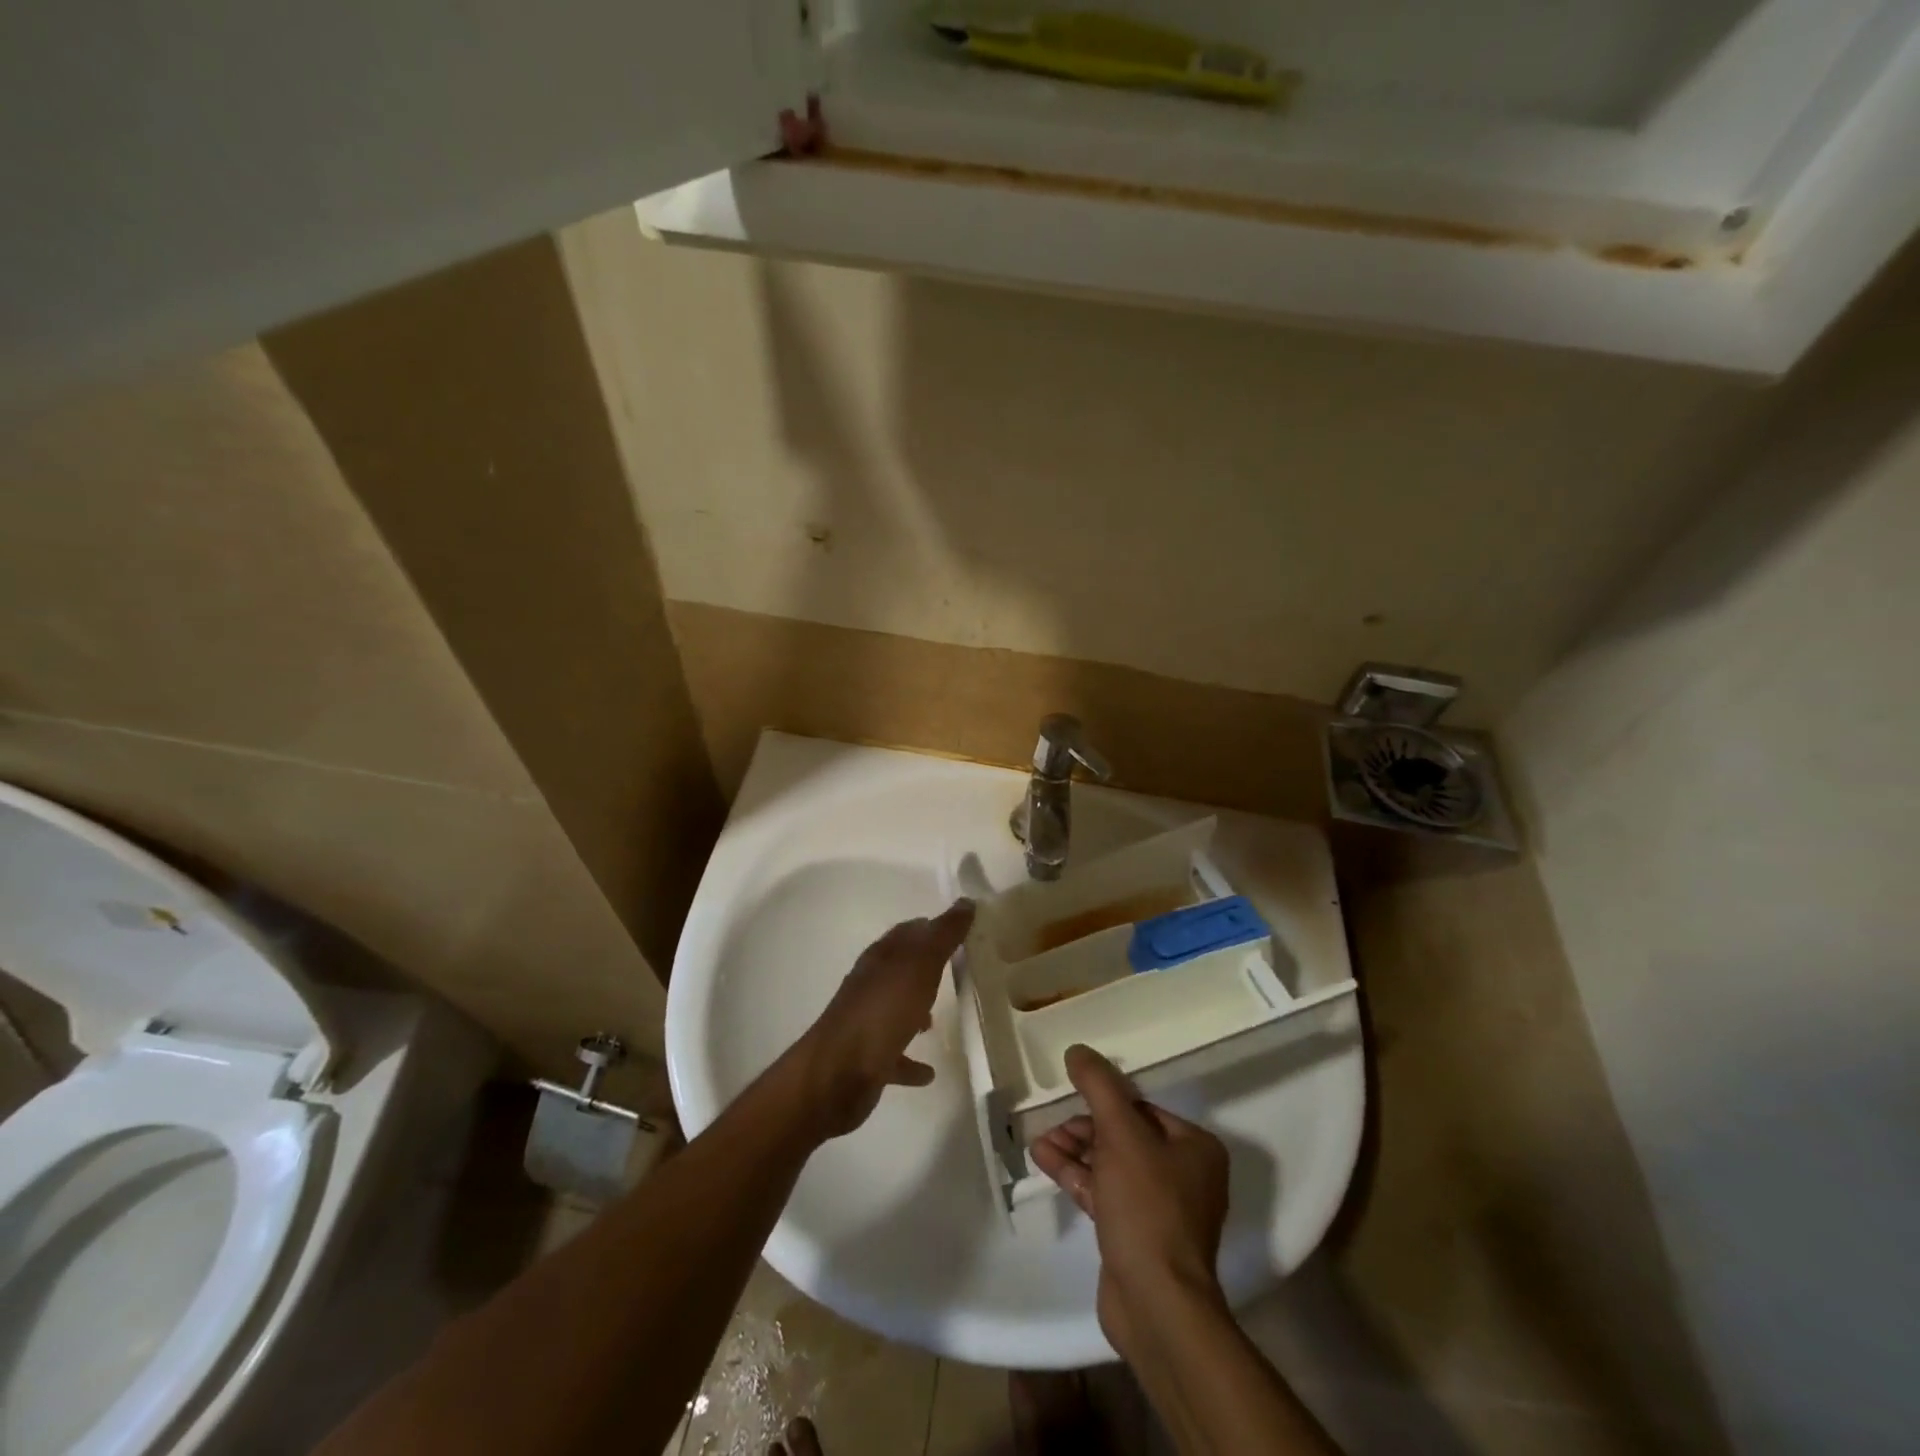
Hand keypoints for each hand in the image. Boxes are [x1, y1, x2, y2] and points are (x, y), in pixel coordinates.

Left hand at [788, 899, 973, 1140]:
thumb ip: (944, 935)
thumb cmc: (883, 1010)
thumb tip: (966, 901)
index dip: (934, 928)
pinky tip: (928, 1072)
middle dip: (926, 967)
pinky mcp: (868, 1059)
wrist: (838, 1073)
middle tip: (958, 970)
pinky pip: (895, 1056)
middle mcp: (871, 984)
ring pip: (896, 1009)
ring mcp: (867, 1022)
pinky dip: (910, 1060)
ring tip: (940, 1018)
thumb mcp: (920, 965)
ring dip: (915, 1010)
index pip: (909, 932)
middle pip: (902, 969)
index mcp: (882, 957)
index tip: (963, 931)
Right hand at [1030, 1045, 1230, 1357]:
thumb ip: (1098, 1087)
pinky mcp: (1136, 1235)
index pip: (1143, 1109)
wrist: (1156, 1304)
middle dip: (1085, 1128)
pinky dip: (1076, 1176)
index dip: (1105, 1101)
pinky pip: (1104, 1192)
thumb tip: (1077, 1050)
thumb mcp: (1120, 1134)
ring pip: (1111, 1164)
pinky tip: (1043, 1160)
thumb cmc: (1147, 1206)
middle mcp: (1184, 1174)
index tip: (1073, 1095)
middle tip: (1052, 1123)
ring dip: (1075, 1151)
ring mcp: (1160, 1208)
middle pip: (1125, 1135)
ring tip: (1040, 1141)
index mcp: (1194, 1147)